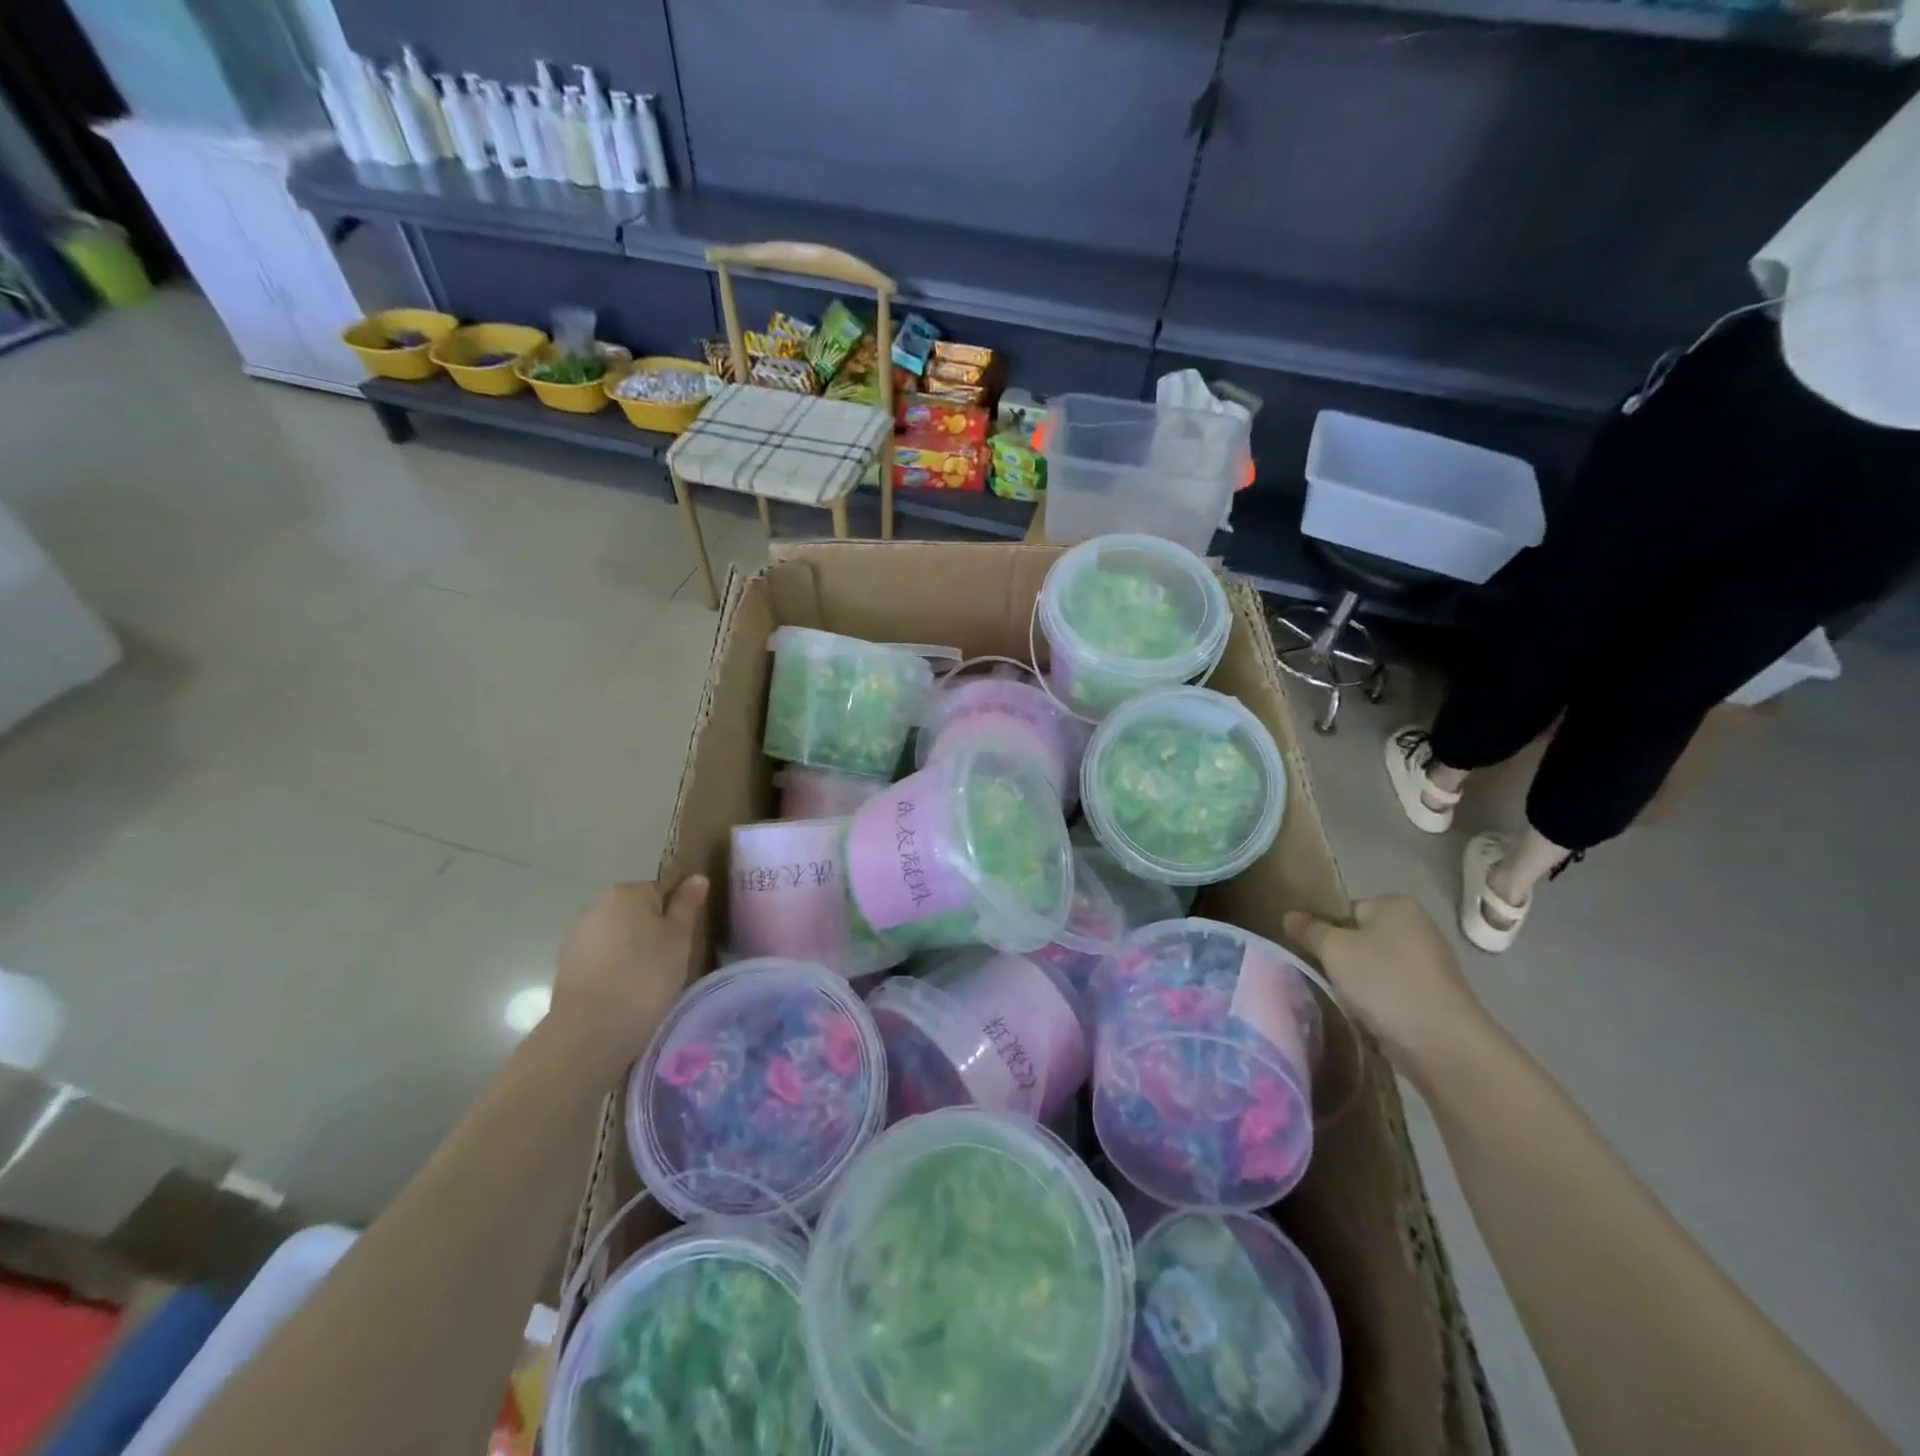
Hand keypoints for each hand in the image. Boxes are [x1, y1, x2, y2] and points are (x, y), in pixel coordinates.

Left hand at [550, 878, 708, 1073]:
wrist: (592, 1029)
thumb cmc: (646, 975)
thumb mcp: (680, 937)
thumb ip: (687, 904)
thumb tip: (696, 877)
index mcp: (628, 892)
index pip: (661, 891)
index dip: (676, 916)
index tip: (683, 942)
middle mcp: (597, 906)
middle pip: (636, 913)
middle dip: (651, 932)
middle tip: (669, 963)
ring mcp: (577, 936)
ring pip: (617, 937)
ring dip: (631, 952)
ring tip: (646, 983)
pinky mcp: (566, 966)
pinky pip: (600, 959)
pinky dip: (612, 970)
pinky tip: (622, 993)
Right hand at [1284, 895, 1490, 1082]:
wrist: (1442, 1043)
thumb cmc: (1383, 981)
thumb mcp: (1333, 949)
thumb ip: (1308, 930)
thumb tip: (1290, 916)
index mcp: (1395, 904)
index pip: (1344, 909)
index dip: (1324, 930)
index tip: (1313, 953)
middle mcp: (1418, 927)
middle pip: (1359, 938)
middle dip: (1340, 959)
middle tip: (1324, 977)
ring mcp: (1430, 964)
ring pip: (1373, 968)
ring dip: (1357, 984)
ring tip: (1345, 1001)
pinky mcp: (1434, 997)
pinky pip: (1391, 992)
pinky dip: (1377, 1003)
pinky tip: (1368, 1018)